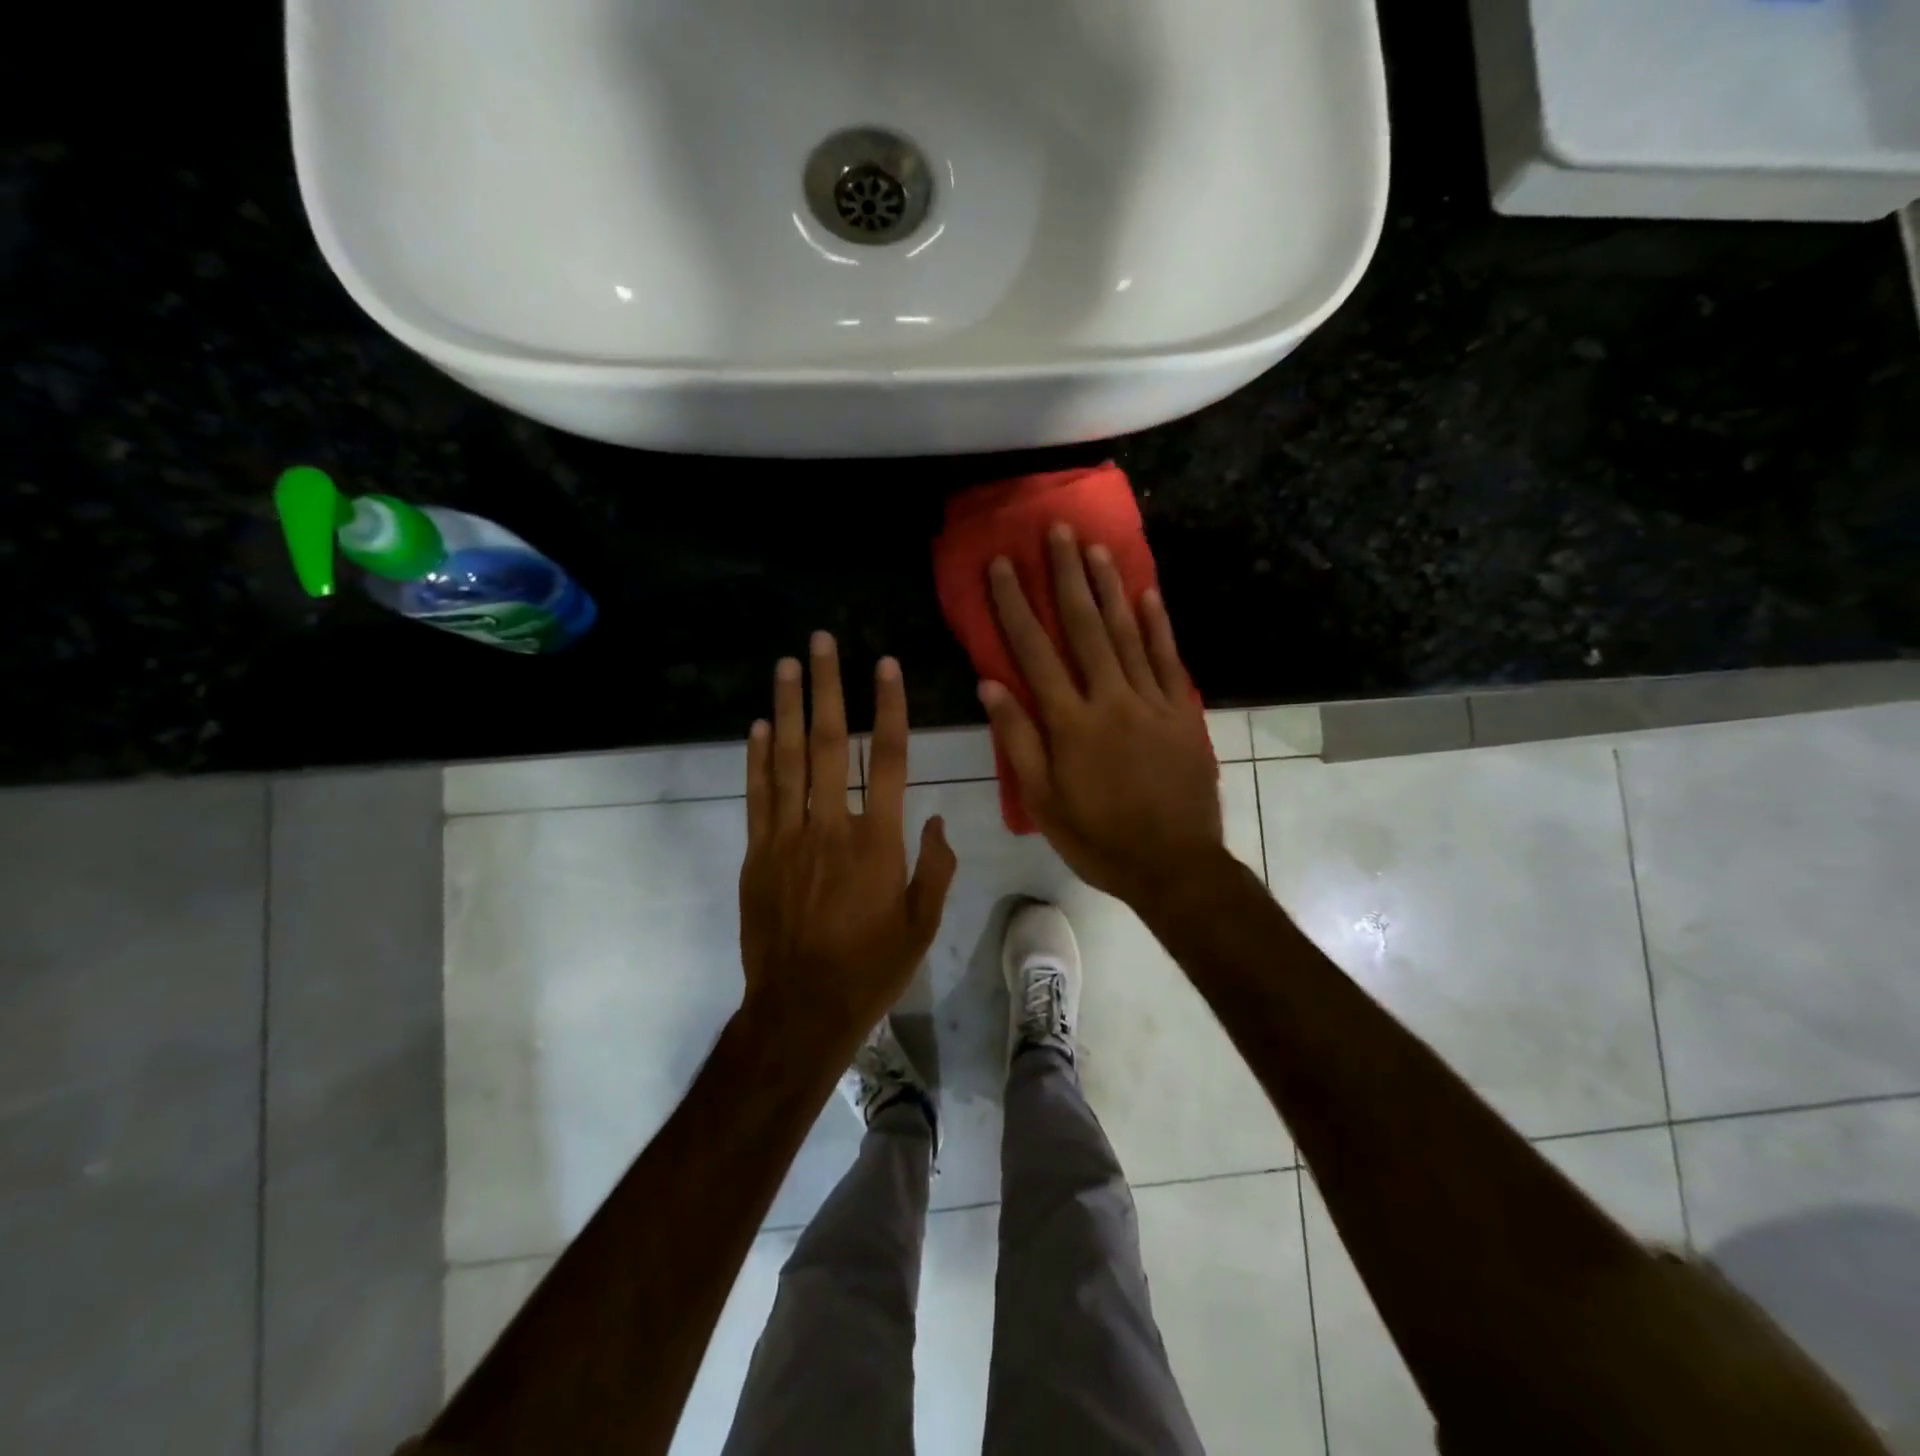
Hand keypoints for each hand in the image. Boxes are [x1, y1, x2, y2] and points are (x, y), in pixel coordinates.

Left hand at [738, 633, 956, 1050]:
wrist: (800, 1010)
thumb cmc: (870, 969)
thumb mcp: (922, 926)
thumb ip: (935, 868)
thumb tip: (936, 821)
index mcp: (878, 843)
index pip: (890, 760)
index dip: (889, 708)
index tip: (885, 665)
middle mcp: (831, 827)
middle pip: (831, 744)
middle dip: (827, 688)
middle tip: (821, 642)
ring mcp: (788, 838)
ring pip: (788, 760)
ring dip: (788, 708)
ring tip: (787, 665)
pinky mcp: (758, 854)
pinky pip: (758, 796)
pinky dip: (757, 758)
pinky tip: (759, 726)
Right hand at [978, 525, 1224, 909]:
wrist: (1174, 866)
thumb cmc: (1099, 838)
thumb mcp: (1042, 802)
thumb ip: (1018, 740)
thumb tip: (990, 684)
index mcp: (1070, 723)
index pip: (1034, 652)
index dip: (1014, 605)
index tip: (1002, 565)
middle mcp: (1109, 699)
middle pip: (1083, 627)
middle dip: (1065, 575)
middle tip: (1055, 530)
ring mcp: (1151, 701)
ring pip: (1127, 632)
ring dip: (1108, 587)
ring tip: (1094, 547)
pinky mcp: (1182, 712)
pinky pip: (1169, 659)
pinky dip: (1158, 625)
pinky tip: (1147, 593)